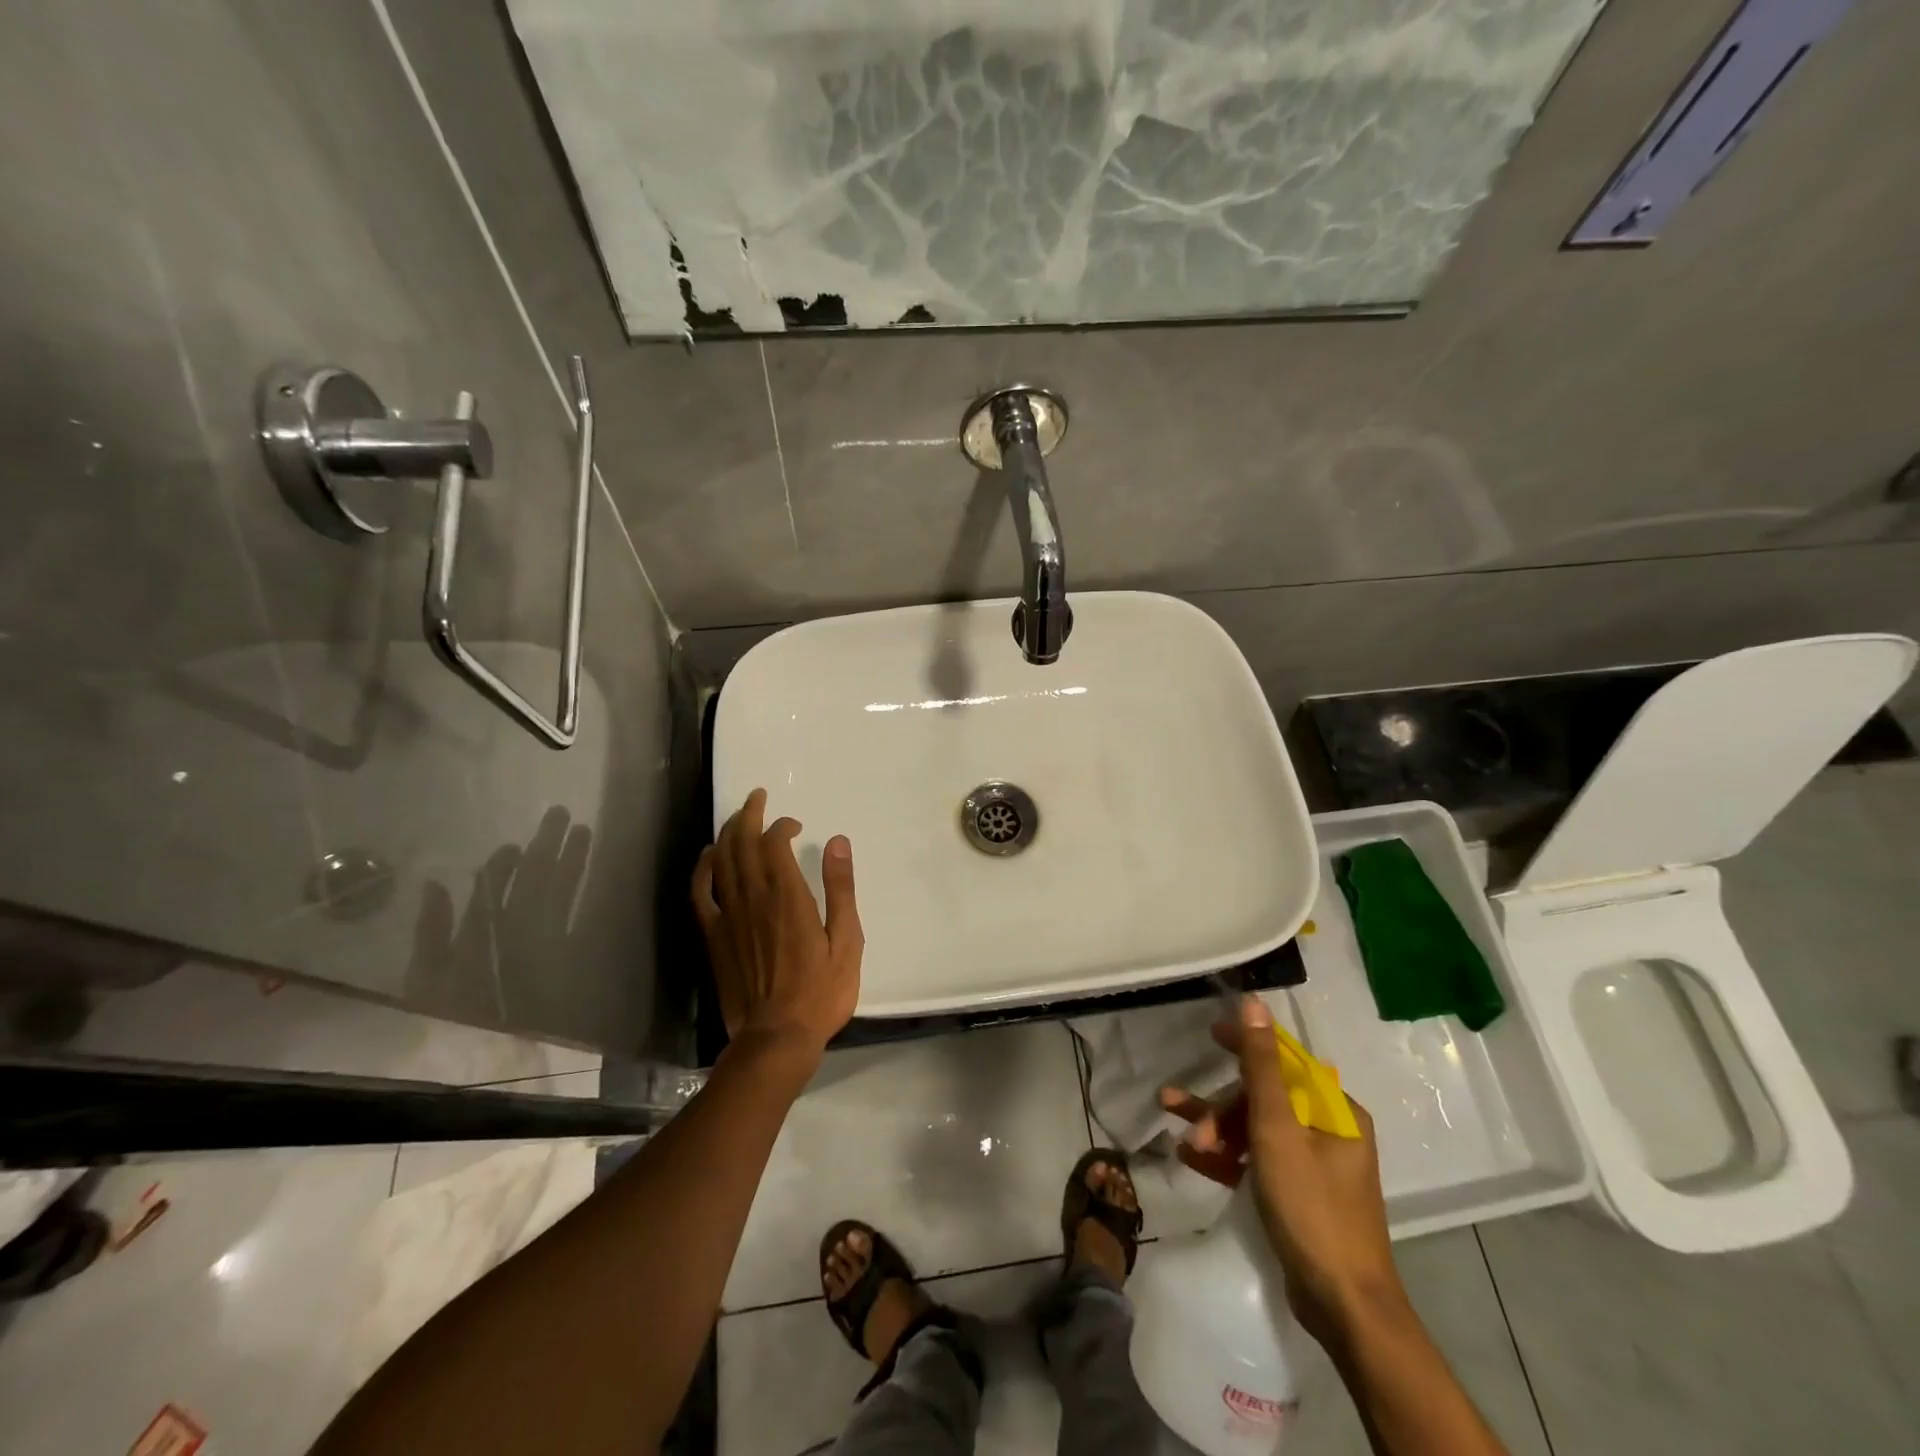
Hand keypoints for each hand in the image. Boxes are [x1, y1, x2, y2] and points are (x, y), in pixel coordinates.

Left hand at [692, 789, 863, 1064]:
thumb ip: (840, 888)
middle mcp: (753, 898)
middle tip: (757, 797)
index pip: (774, 843)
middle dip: (749, 814)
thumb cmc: (821, 992)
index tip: (795, 826)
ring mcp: (728, 917)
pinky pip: (701, 893)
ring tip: (737, 817)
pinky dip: (702, 869)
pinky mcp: (713, 937)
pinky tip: (708, 856)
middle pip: (742, 843)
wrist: (776, 1038)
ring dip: (727, 833)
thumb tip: (838, 841)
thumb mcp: (847, 940)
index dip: (781, 825)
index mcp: (787, 897)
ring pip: (721, 861)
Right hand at [1161, 995, 1403, 1346]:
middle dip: (1223, 1109)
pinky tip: (1194, 1161)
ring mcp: (1313, 1165)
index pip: (1284, 1061)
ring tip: (1184, 1141)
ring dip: (1219, 1132)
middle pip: (1264, 1100)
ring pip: (1256, 1131)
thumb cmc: (1312, 1207)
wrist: (1343, 1306)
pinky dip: (1229, 1159)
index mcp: (1334, 1110)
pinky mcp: (1299, 1196)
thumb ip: (1261, 1065)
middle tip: (1194, 1128)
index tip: (1210, 1035)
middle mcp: (1328, 1131)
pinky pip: (1258, 1162)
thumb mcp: (1277, 1129)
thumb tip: (1254, 1003)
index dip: (1246, 1045)